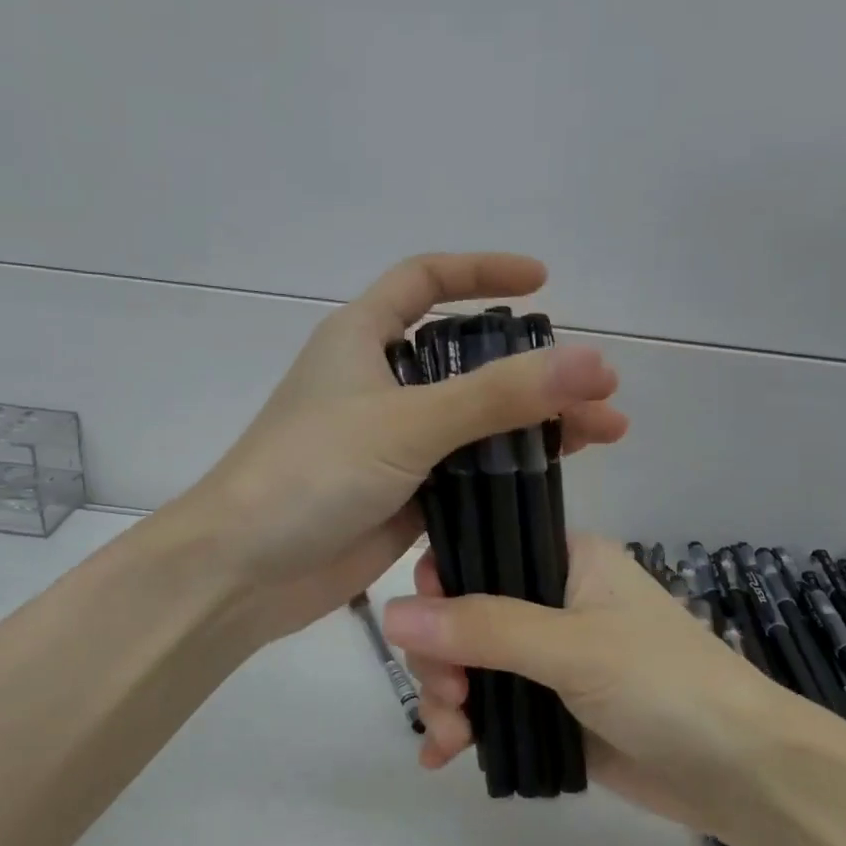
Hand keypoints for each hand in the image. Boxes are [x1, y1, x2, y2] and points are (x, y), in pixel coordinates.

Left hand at [170, 254, 628, 645]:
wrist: (244, 573)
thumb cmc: (310, 474)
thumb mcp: (407, 423)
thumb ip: (499, 395)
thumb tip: (594, 362)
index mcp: (362, 339)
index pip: (424, 280)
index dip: (481, 272)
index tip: (542, 282)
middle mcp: (378, 385)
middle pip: (466, 360)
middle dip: (532, 368)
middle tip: (597, 388)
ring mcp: (392, 444)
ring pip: (473, 421)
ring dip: (533, 424)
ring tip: (601, 435)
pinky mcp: (403, 496)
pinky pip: (465, 472)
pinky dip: (507, 471)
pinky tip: (555, 477)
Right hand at [382, 534, 820, 840]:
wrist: (742, 772)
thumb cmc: (664, 684)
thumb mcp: (572, 647)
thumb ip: (484, 628)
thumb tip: (391, 613)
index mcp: (566, 560)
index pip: (482, 551)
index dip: (441, 585)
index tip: (421, 629)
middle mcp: (554, 601)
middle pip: (466, 615)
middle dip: (442, 658)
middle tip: (450, 699)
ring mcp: (551, 659)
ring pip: (473, 665)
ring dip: (448, 699)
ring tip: (451, 740)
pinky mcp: (552, 708)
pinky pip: (492, 708)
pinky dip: (465, 729)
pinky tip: (442, 756)